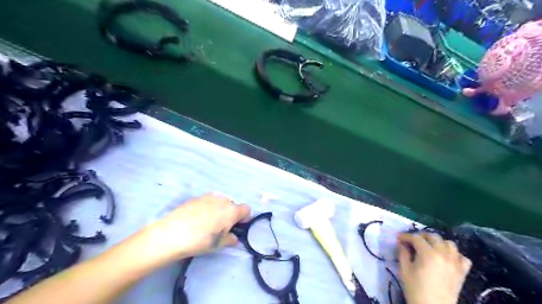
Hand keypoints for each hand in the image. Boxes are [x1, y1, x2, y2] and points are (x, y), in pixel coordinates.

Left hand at [129, 193, 250, 266]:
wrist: (172, 233)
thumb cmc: (200, 241)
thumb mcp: (218, 244)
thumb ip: (230, 239)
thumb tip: (234, 238)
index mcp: (232, 211)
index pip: (246, 209)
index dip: (244, 218)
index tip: (237, 227)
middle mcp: (223, 200)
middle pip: (233, 205)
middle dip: (230, 214)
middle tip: (220, 227)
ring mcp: (209, 197)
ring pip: (220, 202)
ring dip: (219, 210)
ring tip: (207, 223)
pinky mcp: (197, 197)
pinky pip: (208, 201)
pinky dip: (207, 208)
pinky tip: (196, 219)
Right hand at [397, 231, 472, 303]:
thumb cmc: (415, 289)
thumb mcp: (404, 270)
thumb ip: (403, 253)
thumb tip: (401, 243)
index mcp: (428, 254)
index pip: (416, 238)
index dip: (406, 236)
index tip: (398, 238)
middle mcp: (444, 255)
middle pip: (433, 236)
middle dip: (421, 236)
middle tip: (412, 241)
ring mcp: (455, 263)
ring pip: (449, 244)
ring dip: (438, 242)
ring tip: (430, 247)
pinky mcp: (462, 272)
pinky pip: (462, 258)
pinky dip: (454, 255)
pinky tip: (446, 258)